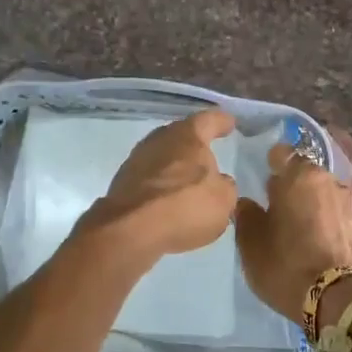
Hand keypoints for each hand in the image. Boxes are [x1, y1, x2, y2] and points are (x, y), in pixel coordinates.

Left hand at [80, 109, 238, 257]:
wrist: (131, 230)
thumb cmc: (185, 206)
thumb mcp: (223, 200)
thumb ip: (224, 186)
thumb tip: (218, 182)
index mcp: (187, 135)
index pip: (209, 120)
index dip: (221, 122)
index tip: (229, 123)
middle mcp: (159, 139)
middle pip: (181, 136)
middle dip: (194, 145)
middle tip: (208, 154)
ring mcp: (136, 160)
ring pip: (163, 157)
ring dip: (175, 166)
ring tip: (188, 181)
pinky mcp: (122, 183)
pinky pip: (150, 178)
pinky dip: (161, 185)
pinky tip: (168, 200)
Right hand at [235, 131, 351, 324]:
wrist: (335, 299)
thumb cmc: (285, 263)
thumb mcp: (250, 242)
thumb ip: (246, 214)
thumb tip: (246, 202)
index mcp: (299, 176)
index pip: (281, 153)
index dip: (270, 163)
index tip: (261, 180)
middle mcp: (327, 181)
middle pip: (304, 173)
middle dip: (291, 184)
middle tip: (275, 206)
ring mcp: (347, 203)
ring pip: (321, 193)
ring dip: (309, 203)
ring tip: (296, 225)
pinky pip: (334, 214)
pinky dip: (324, 221)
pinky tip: (315, 240)